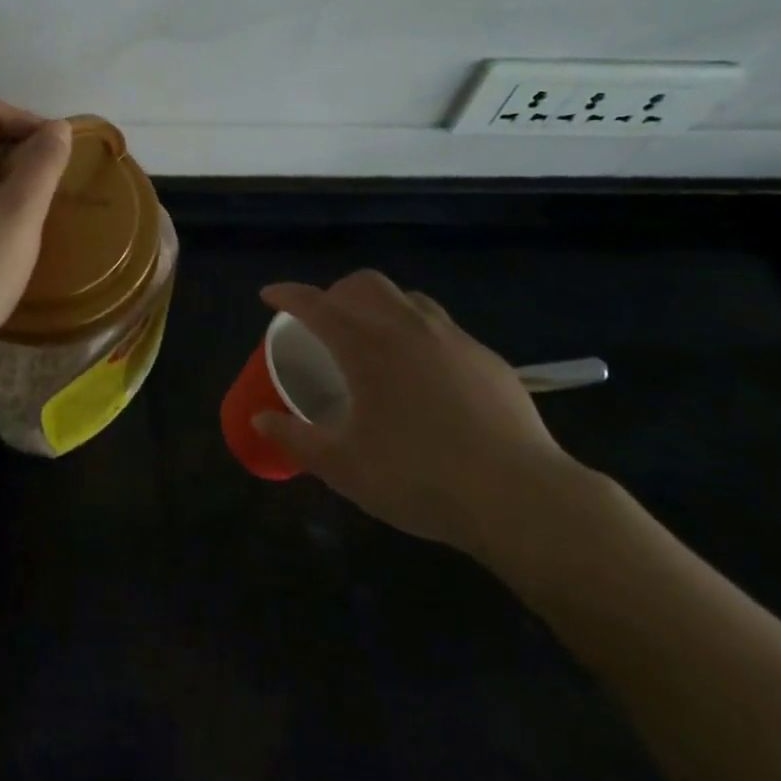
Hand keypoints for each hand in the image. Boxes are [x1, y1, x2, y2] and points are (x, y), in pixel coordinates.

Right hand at [252, 270, 581, 560]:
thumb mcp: (344, 467)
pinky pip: (442, 327)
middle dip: (336, 292)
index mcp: (365, 346)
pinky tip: (426, 374)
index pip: (314, 303)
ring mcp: (452, 338)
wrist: (519, 496)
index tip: (268, 295)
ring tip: (374, 339)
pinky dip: (418, 332)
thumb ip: (297, 440)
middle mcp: (406, 327)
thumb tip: (261, 419)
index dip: (286, 294)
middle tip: (325, 321)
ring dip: (380, 306)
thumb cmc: (419, 478)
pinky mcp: (486, 357)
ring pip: (406, 297)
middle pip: (363, 284)